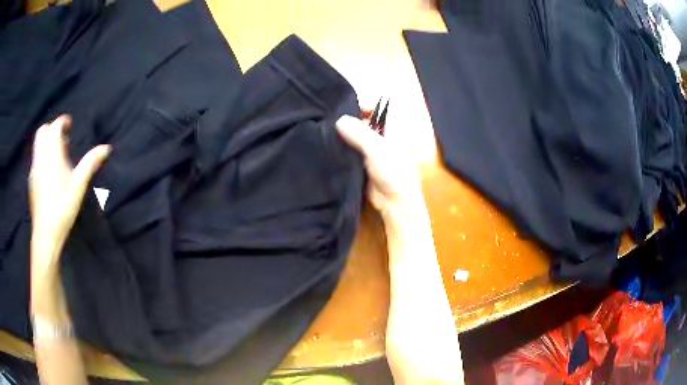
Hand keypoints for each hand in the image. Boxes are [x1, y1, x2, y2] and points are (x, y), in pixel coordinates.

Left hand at [29, 115, 109, 255]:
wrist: (46, 234)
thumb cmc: (62, 209)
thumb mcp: (79, 186)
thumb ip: (90, 163)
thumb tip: (107, 147)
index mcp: (52, 156)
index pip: (54, 127)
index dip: (62, 122)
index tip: (70, 125)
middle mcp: (41, 158)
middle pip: (42, 131)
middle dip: (52, 129)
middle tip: (63, 138)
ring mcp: (34, 169)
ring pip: (38, 144)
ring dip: (47, 141)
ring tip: (58, 154)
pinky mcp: (32, 180)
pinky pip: (36, 158)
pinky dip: (43, 154)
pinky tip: (50, 169)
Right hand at [336, 115, 423, 217]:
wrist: (395, 202)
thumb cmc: (394, 171)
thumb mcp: (377, 148)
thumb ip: (359, 132)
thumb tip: (339, 120)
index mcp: (394, 128)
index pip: (380, 107)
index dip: (364, 105)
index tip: (345, 108)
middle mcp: (384, 135)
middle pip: (366, 120)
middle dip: (351, 119)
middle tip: (330, 119)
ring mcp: (375, 148)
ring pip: (357, 134)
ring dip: (345, 134)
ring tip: (327, 131)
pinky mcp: (365, 161)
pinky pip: (353, 149)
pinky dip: (343, 146)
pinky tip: (330, 145)